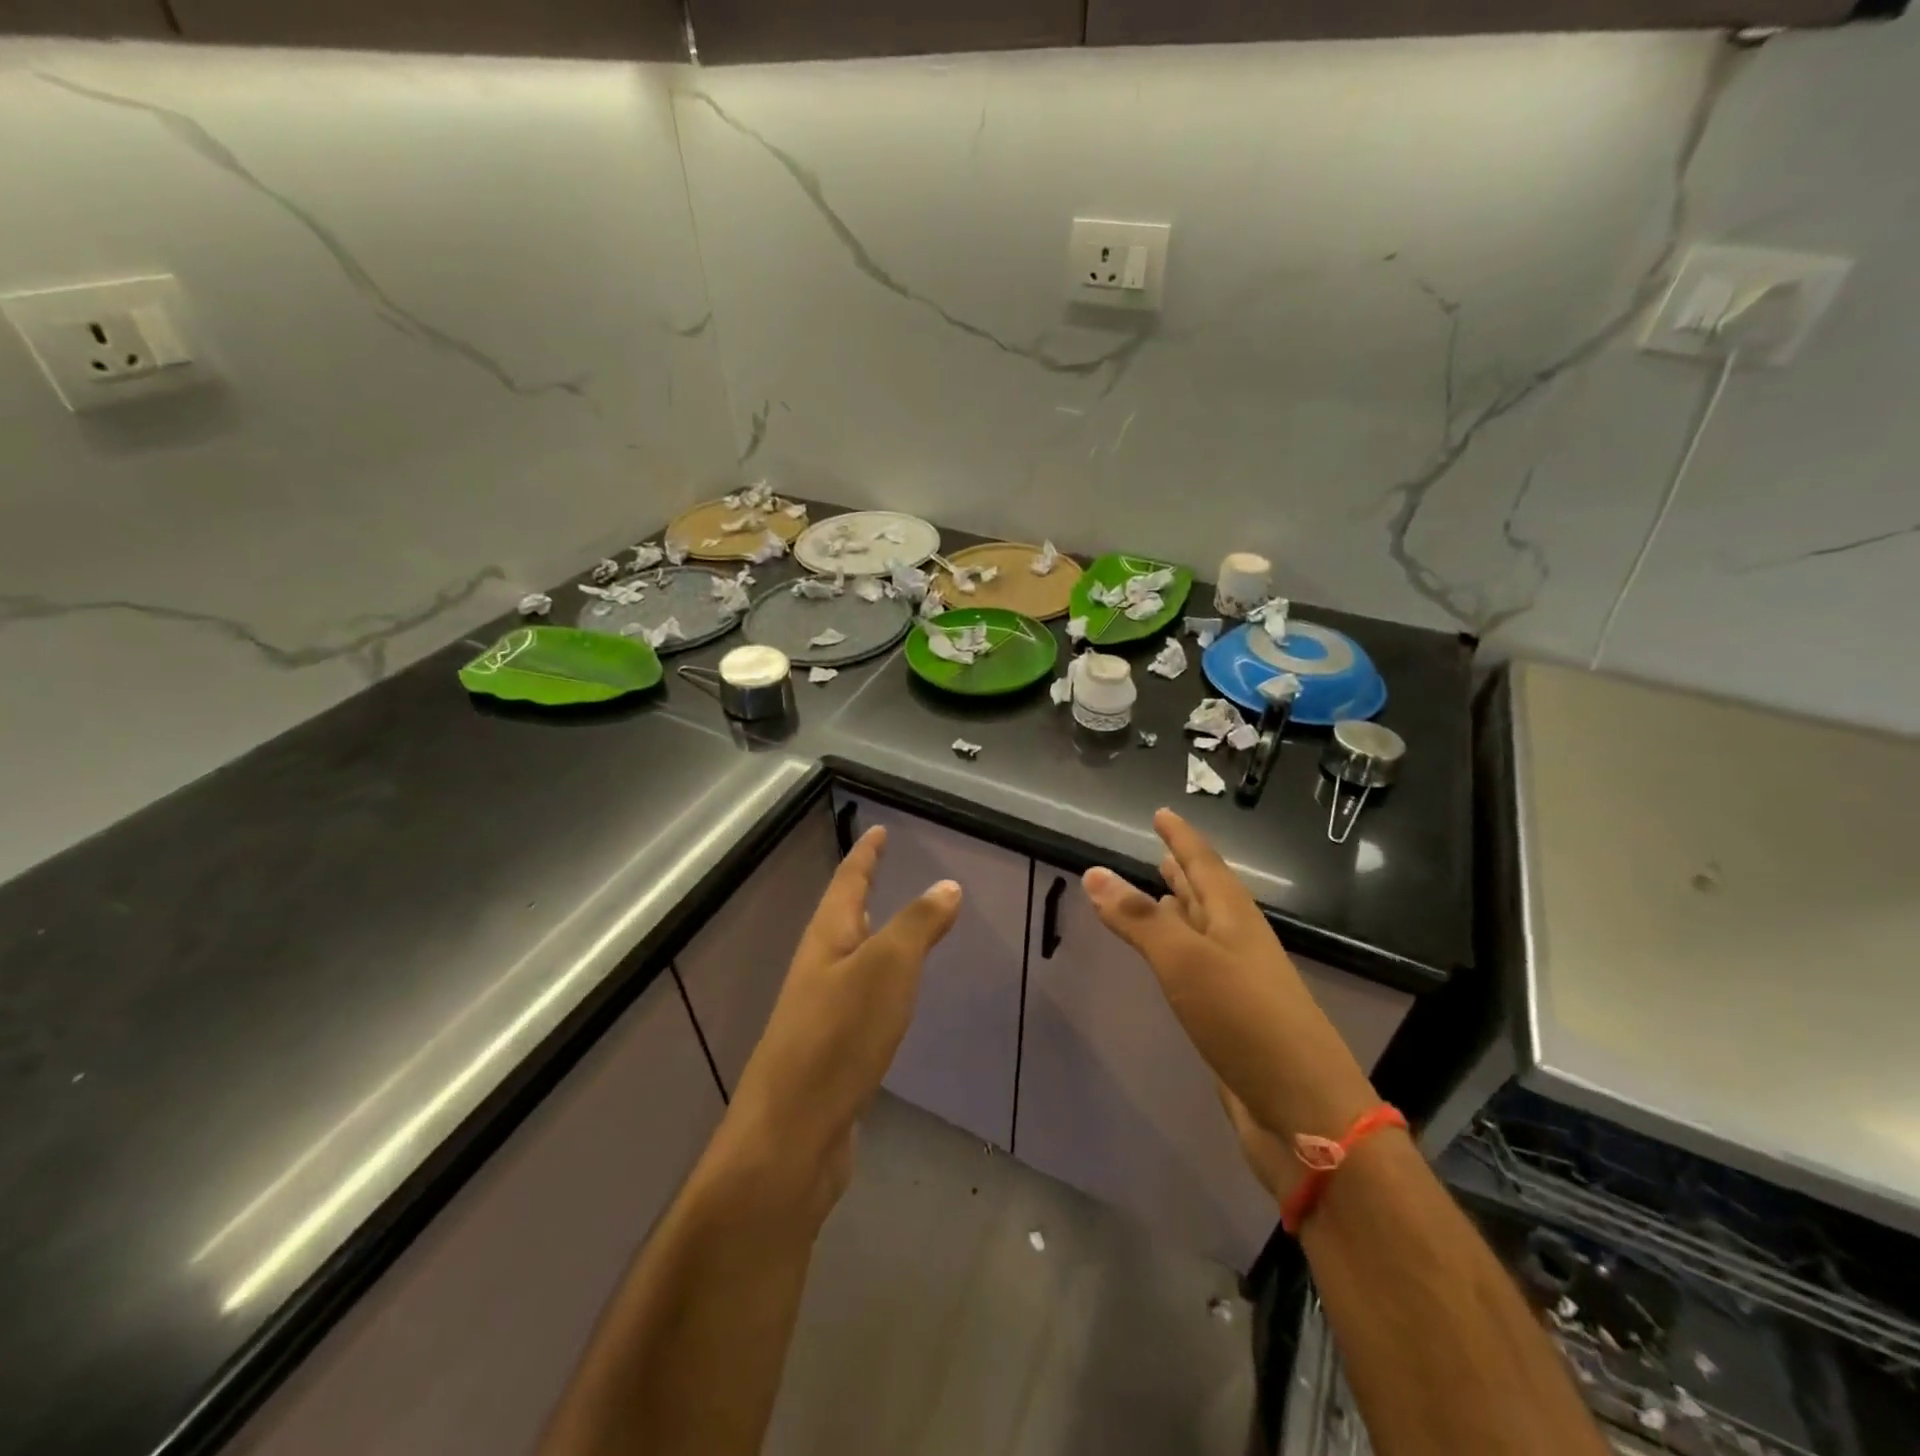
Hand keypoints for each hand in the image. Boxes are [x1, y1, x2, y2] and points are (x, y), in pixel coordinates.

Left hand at [725, 825, 960, 1211]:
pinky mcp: (830, 1053)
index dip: (865, 854)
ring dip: (872, 938)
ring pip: (850, 960)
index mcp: (826, 940)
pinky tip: (892, 1000)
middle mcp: (818, 969)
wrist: (791, 1137)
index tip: (878, 830)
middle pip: (842, 918)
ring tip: (894, 928)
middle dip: (863, 891)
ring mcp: (820, 1013)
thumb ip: (917, 925)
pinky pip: (859, 1000)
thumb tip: (946, 884)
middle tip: (885, 871)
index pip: (848, 881)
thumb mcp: (887, 969)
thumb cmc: (839, 1038)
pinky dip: (879, 985)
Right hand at [1081, 809, 1377, 1196]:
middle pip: (1208, 895)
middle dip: (1184, 870)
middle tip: (1160, 849)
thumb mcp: (1186, 961)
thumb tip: (1094, 872)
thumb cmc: (1246, 1022)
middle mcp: (1239, 943)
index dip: (1182, 837)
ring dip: (1182, 910)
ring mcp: (1238, 983)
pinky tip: (1169, 962)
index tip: (1162, 813)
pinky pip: (1198, 969)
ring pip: (1203, 932)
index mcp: (1235, 920)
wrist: (1303, 1113)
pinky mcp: (1230, 1020)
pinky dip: (1178, 953)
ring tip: (1160, 893)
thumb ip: (1140, 918)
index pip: (1205, 864)